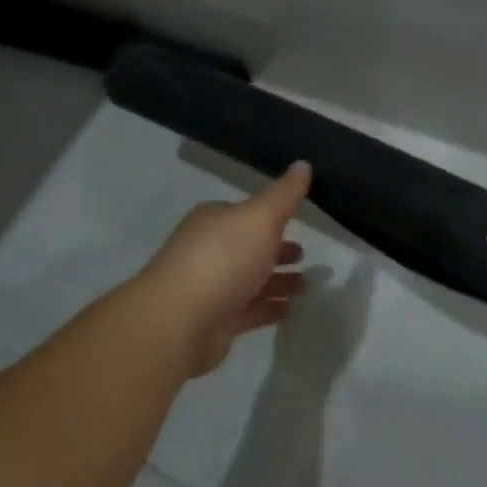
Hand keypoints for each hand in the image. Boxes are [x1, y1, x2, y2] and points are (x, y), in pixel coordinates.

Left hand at [140, 161, 311, 376]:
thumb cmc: (223, 258)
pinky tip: (290, 309)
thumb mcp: (261, 216)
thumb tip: (303, 164)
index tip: (298, 221)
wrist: (180, 321)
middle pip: (248, 247)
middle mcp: (209, 250)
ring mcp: (210, 288)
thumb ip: (285, 194)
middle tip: (305, 255)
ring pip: (251, 280)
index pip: (245, 213)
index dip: (271, 216)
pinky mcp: (215, 322)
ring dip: (277, 281)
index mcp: (214, 220)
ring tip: (306, 285)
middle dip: (276, 250)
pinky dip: (268, 308)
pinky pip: (248, 310)